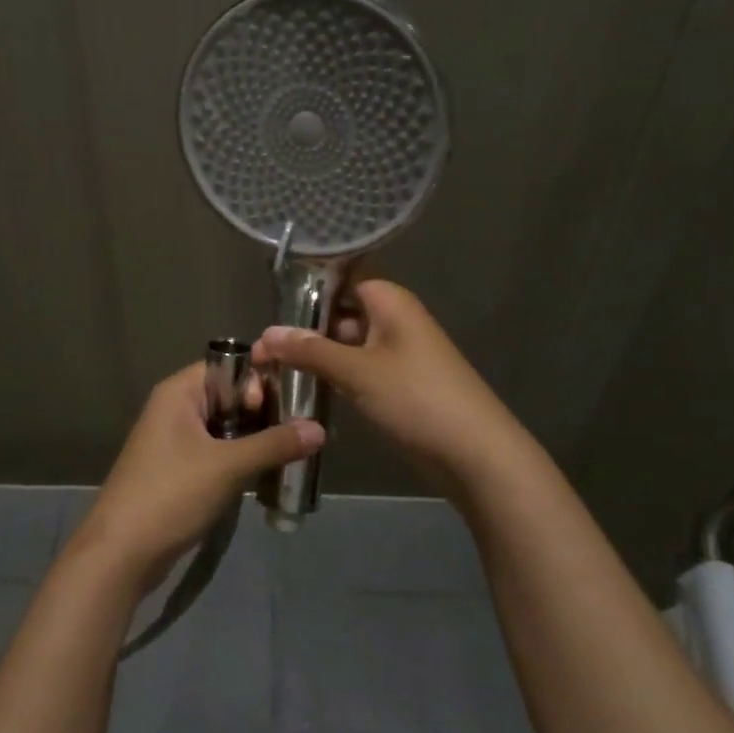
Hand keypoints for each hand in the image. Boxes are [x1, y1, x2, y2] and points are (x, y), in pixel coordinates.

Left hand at [64, 362, 323, 587]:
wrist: (121, 553)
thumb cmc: (172, 494)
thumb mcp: (229, 466)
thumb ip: (275, 444)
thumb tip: (320, 429)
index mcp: (179, 392)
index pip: (229, 366)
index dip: (259, 382)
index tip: (289, 407)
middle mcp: (175, 409)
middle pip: (230, 396)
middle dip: (265, 412)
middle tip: (302, 431)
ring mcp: (175, 441)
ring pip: (226, 427)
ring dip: (257, 439)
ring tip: (294, 452)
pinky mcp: (179, 470)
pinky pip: (218, 452)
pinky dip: (242, 459)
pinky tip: (269, 474)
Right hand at [250, 280, 542, 500]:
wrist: (474, 453)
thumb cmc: (416, 398)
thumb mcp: (357, 371)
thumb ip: (309, 350)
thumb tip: (265, 334)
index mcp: (389, 301)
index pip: (341, 278)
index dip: (306, 289)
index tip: (269, 306)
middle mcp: (393, 320)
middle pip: (340, 313)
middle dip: (303, 329)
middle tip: (259, 349)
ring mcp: (396, 354)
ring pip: (346, 345)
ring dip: (315, 356)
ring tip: (269, 369)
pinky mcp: (397, 385)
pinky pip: (357, 370)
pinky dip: (333, 376)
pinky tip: (302, 388)